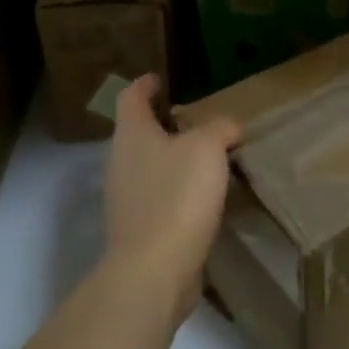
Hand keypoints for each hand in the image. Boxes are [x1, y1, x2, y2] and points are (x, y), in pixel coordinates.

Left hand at [101, 74, 241, 322]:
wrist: (154, 270)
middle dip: (164, 124)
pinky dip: (178, 190)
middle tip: (198, 119)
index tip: (160, 78)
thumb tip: (227, 128)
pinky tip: (205, 197)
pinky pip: (159, 197)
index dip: (145, 84)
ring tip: (208, 157)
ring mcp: (126, 199)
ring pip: (150, 166)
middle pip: (138, 133)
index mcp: (132, 135)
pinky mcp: (139, 230)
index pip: (130, 97)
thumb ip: (219, 128)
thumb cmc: (177, 195)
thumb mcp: (207, 147)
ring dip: (174, 159)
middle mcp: (121, 163)